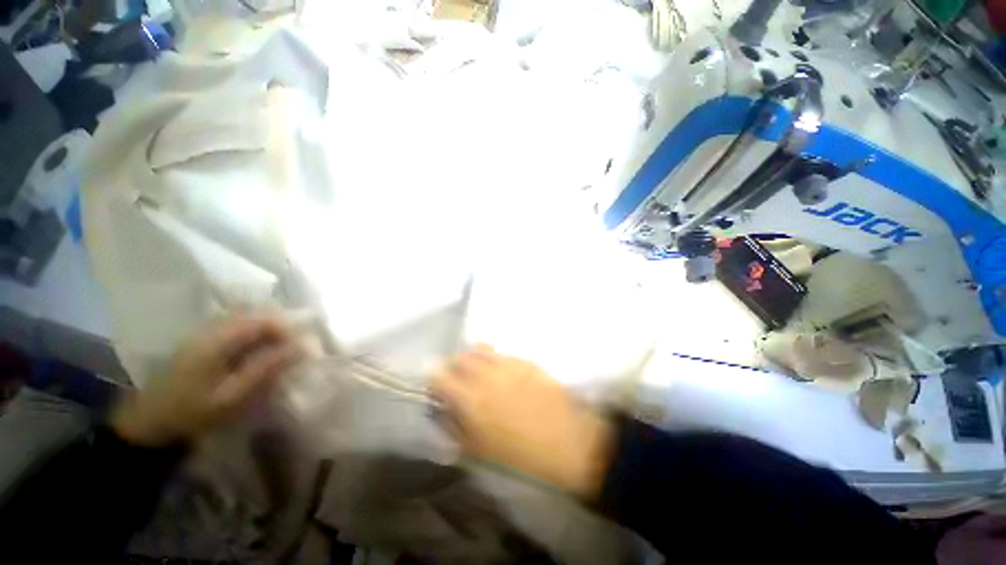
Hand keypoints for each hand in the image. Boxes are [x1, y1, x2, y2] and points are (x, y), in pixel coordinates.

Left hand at [112, 316, 303, 446]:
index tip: (301, 346)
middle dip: (279, 328)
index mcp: (217, 340)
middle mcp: (210, 329)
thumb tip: (299, 348)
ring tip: (280, 349)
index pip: (261, 321)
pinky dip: (253, 333)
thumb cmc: (191, 412)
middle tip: (293, 349)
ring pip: (245, 318)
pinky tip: (258, 349)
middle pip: (254, 315)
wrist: (150, 422)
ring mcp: (203, 332)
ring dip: (267, 330)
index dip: (286, 329)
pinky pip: (235, 326)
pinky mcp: (201, 340)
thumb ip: (265, 369)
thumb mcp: (232, 396)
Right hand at [432, 345, 612, 497]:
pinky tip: (504, 374)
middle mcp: (485, 374)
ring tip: (481, 372)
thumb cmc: (519, 453)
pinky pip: (502, 354)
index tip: (438, 389)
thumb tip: (443, 408)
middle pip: (459, 356)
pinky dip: (496, 360)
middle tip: (460, 379)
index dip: (434, 381)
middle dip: (454, 366)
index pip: (438, 376)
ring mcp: (506, 363)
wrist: (566, 440)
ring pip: (480, 349)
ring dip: (475, 358)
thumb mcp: (477, 450)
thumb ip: (453, 425)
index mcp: (469, 398)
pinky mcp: (524, 360)